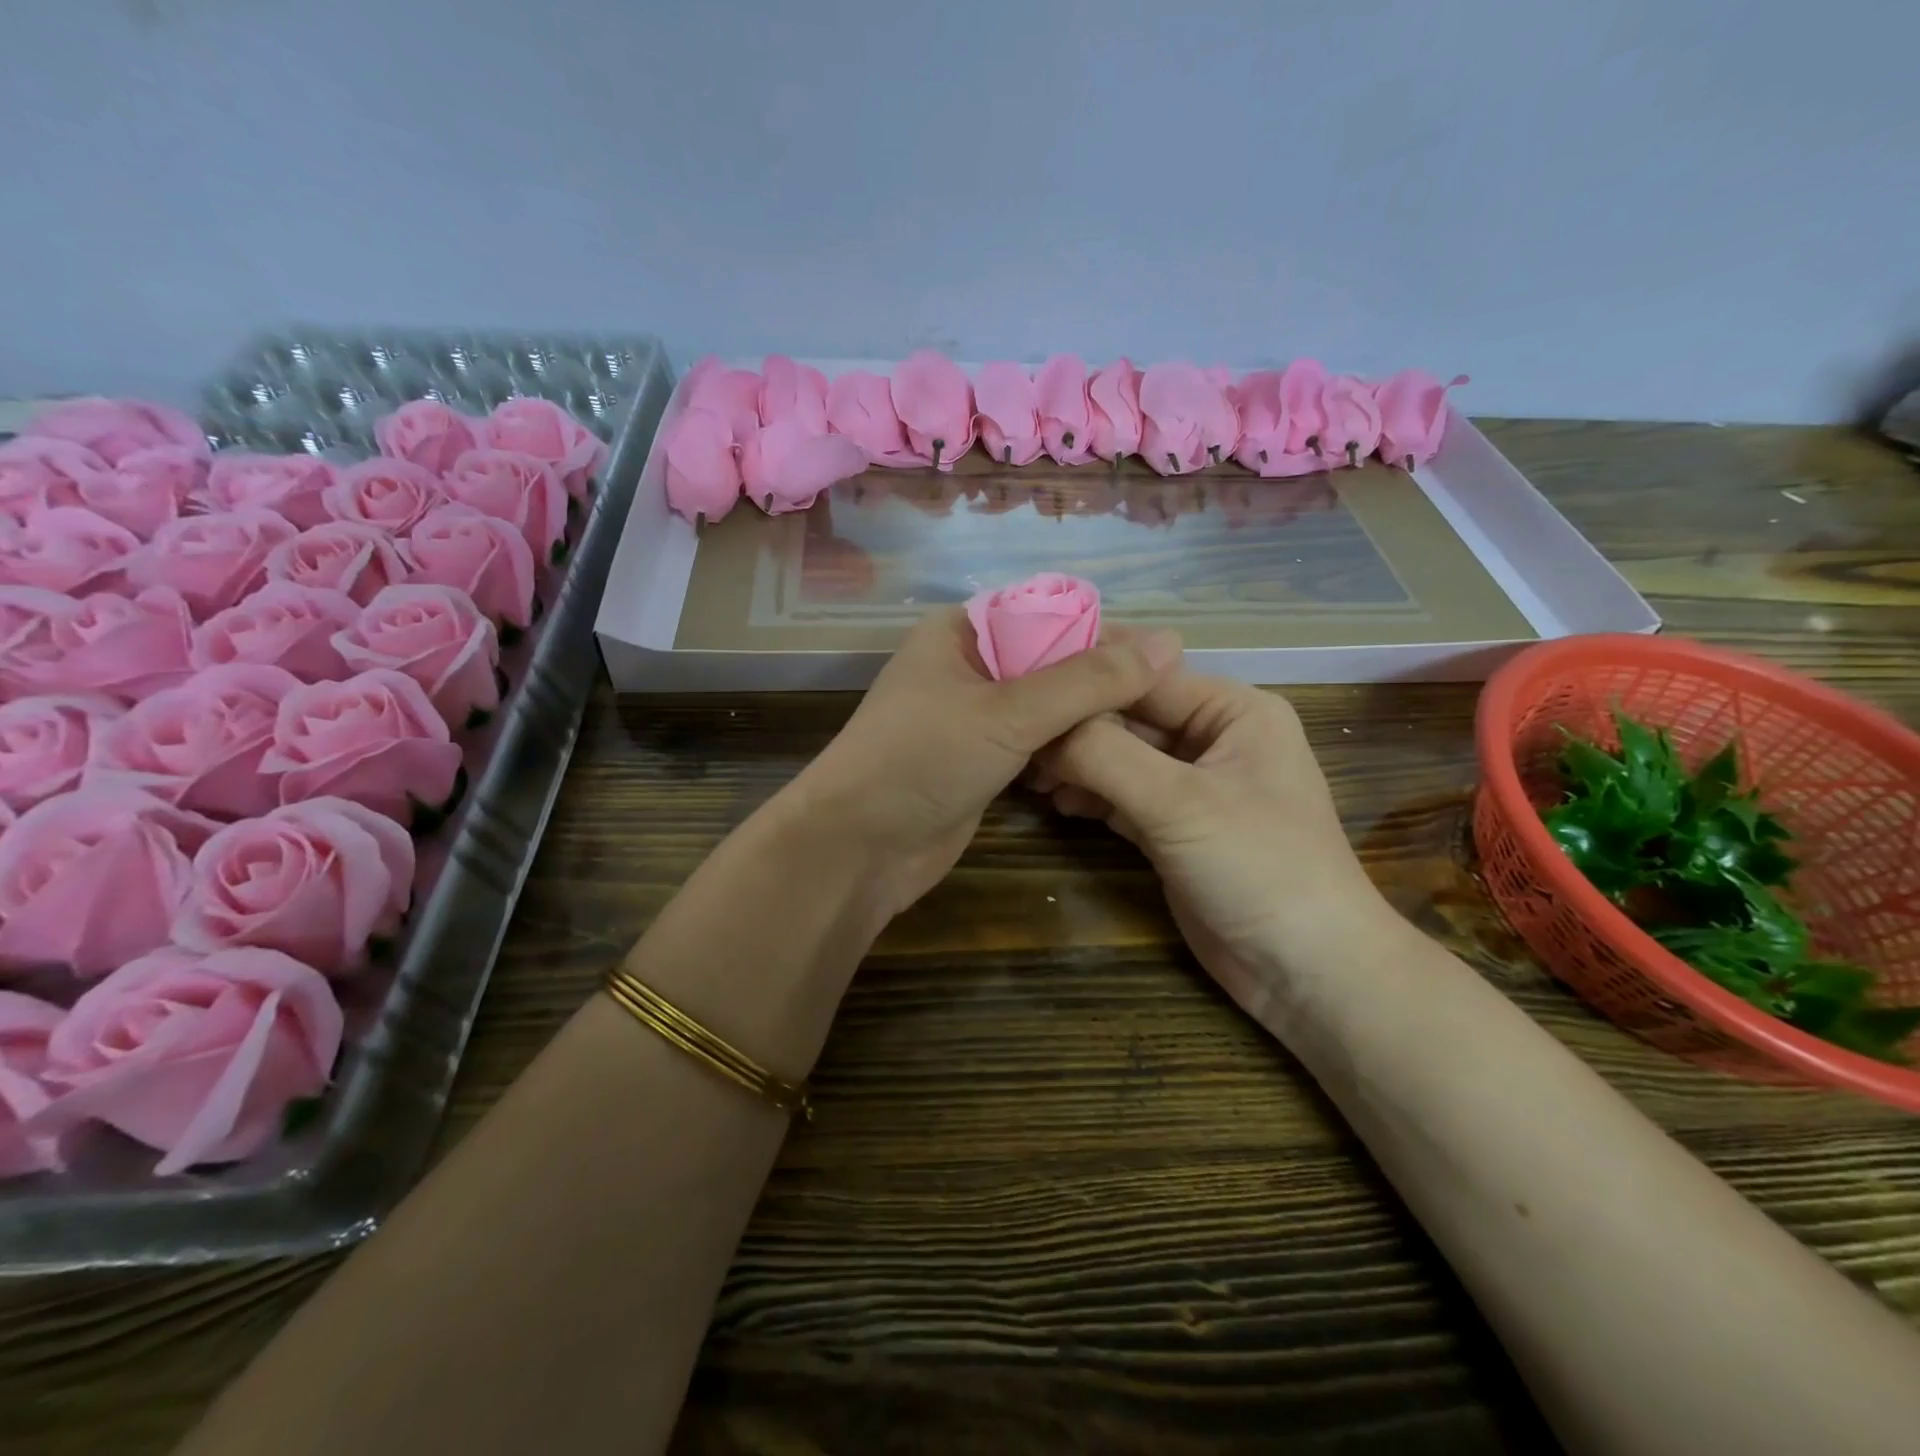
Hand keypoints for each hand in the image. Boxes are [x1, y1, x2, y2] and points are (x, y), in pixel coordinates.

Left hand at [790, 609, 1183, 919]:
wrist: (858, 849)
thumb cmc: (922, 761)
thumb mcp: (1009, 712)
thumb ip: (1088, 679)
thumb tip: (1170, 641)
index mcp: (960, 632)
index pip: (1048, 614)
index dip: (1104, 633)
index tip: (1164, 661)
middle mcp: (967, 666)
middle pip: (1051, 662)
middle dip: (1100, 685)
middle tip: (1162, 708)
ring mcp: (972, 718)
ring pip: (1046, 708)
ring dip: (1086, 723)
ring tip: (1143, 737)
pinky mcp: (979, 761)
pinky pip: (1035, 745)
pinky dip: (1065, 753)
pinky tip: (1103, 765)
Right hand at [1035, 672, 1390, 1024]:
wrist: (1305, 972)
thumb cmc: (1259, 867)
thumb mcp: (1179, 803)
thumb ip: (1105, 755)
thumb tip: (1042, 724)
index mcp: (1231, 710)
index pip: (1143, 674)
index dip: (1083, 674)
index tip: (1017, 676)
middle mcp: (1211, 737)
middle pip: (1126, 716)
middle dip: (1072, 726)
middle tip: (1012, 733)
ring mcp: (1191, 785)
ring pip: (1118, 757)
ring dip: (1074, 763)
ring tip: (1025, 772)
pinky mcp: (1172, 827)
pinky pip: (1119, 795)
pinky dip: (1088, 795)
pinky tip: (1054, 800)